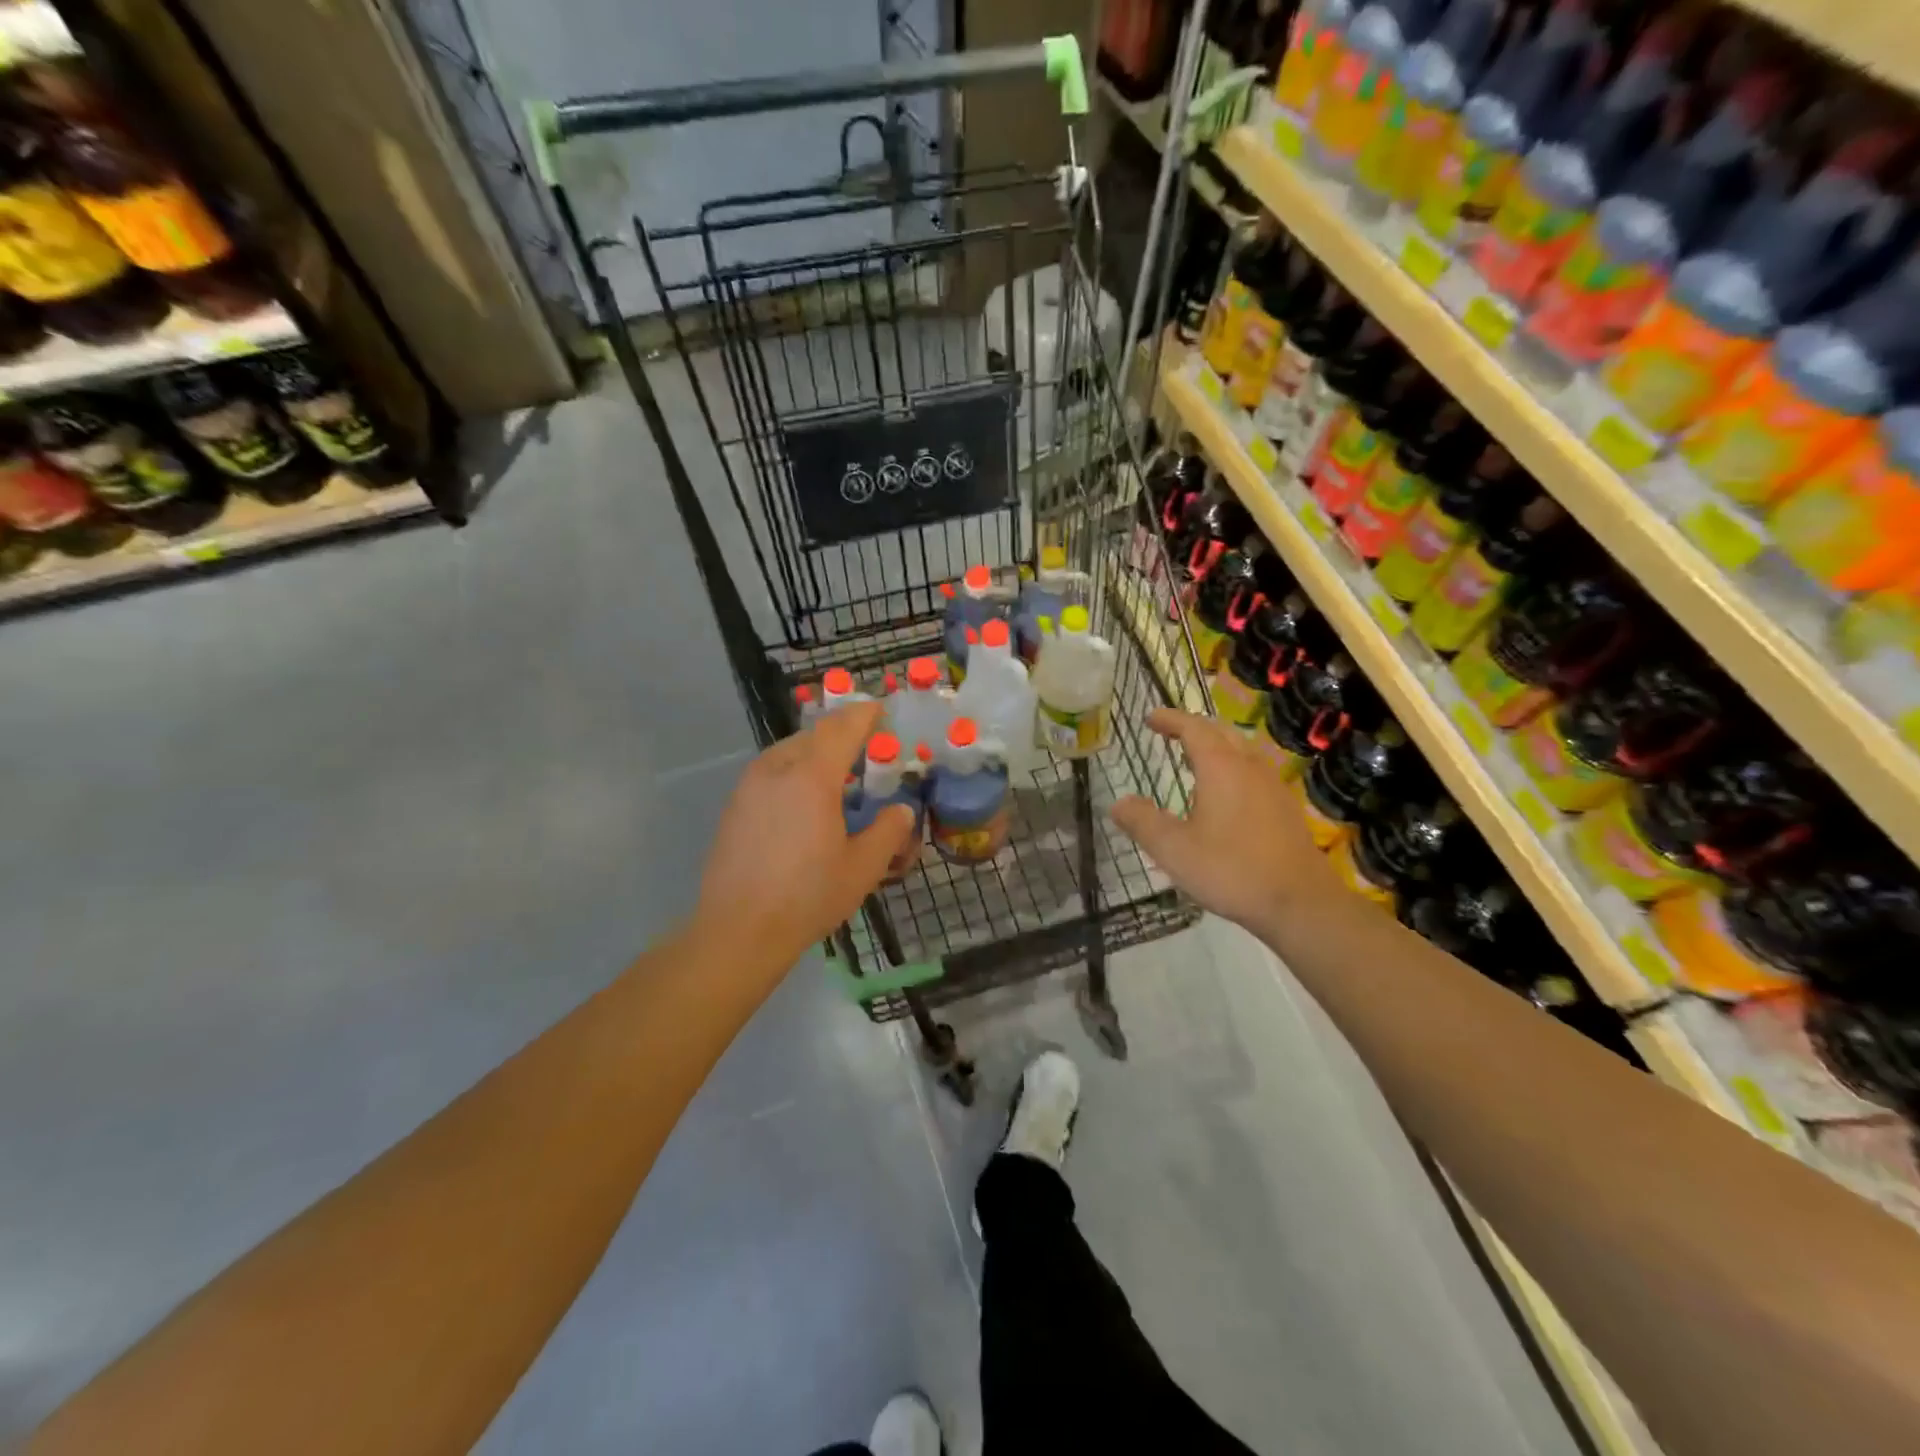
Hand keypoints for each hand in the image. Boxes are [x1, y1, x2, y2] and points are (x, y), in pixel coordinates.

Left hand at [694, 701, 916, 971]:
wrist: (738, 930)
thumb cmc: (807, 896)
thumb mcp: (863, 867)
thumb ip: (888, 831)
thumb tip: (901, 811)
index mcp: (811, 776)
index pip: (842, 727)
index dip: (863, 714)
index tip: (880, 709)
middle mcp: (776, 770)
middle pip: (813, 736)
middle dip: (841, 735)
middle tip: (865, 750)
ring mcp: (749, 787)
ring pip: (788, 752)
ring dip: (815, 754)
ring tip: (836, 777)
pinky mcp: (734, 807)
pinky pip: (771, 773)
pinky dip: (794, 773)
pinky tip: (804, 804)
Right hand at [1111, 708, 1345, 940]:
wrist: (1300, 903)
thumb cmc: (1231, 870)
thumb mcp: (1174, 850)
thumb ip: (1143, 822)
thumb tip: (1119, 803)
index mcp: (1221, 767)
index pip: (1193, 728)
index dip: (1171, 719)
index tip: (1151, 718)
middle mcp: (1249, 767)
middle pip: (1222, 732)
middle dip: (1195, 727)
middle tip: (1172, 732)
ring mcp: (1272, 787)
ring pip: (1243, 751)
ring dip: (1217, 746)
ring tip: (1197, 759)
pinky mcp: (1285, 809)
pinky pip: (1254, 772)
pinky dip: (1233, 767)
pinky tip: (1227, 794)